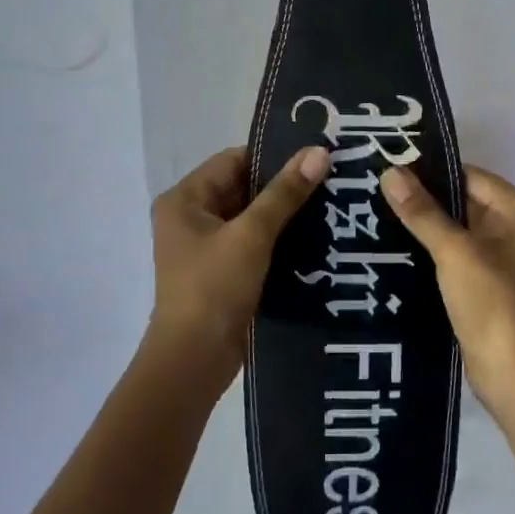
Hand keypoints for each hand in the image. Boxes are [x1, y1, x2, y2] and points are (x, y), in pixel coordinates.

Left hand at [145, 145, 330, 392]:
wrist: (194, 361)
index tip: (315, 157)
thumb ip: (285, 193)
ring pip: (251, 217)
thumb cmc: (214, 288)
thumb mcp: (252, 235)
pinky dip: (278, 239)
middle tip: (329, 179)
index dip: (273, 157)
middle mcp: (190, 217)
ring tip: (329, 205)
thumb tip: (319, 152)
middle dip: (283, 187)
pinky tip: (314, 237)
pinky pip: (253, 243)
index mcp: (185, 199)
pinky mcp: (221, 272)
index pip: (233, 161)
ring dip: (283, 214)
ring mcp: (205, 247)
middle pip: (242, 188)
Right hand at [378, 165, 514, 410]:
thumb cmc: (492, 303)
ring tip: (377, 215)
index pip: (469, 176)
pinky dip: (433, 251)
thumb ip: (422, 211)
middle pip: (464, 201)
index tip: (388, 169)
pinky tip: (397, 248)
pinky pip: (458, 255)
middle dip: (424, 200)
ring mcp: (504, 258)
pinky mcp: (489, 283)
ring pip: (458, 230)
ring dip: (425, 226)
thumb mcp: (455, 252)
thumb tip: (390, 172)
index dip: (430, 172)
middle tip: (375, 191)